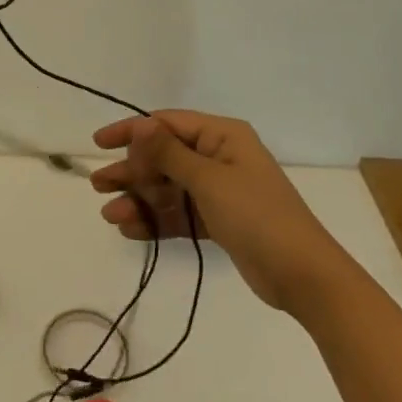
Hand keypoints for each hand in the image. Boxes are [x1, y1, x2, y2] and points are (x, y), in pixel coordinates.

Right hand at [90, 110, 337, 311]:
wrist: (303, 276)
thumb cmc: (257, 215)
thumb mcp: (209, 180)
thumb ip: (169, 154)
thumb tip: (140, 124)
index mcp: (222, 136)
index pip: (167, 124)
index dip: (132, 132)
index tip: (99, 144)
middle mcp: (219, 156)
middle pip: (164, 158)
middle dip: (132, 172)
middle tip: (99, 185)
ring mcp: (219, 190)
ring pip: (169, 188)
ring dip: (140, 200)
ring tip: (110, 216)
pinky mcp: (219, 221)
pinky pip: (180, 214)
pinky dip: (157, 220)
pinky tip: (130, 230)